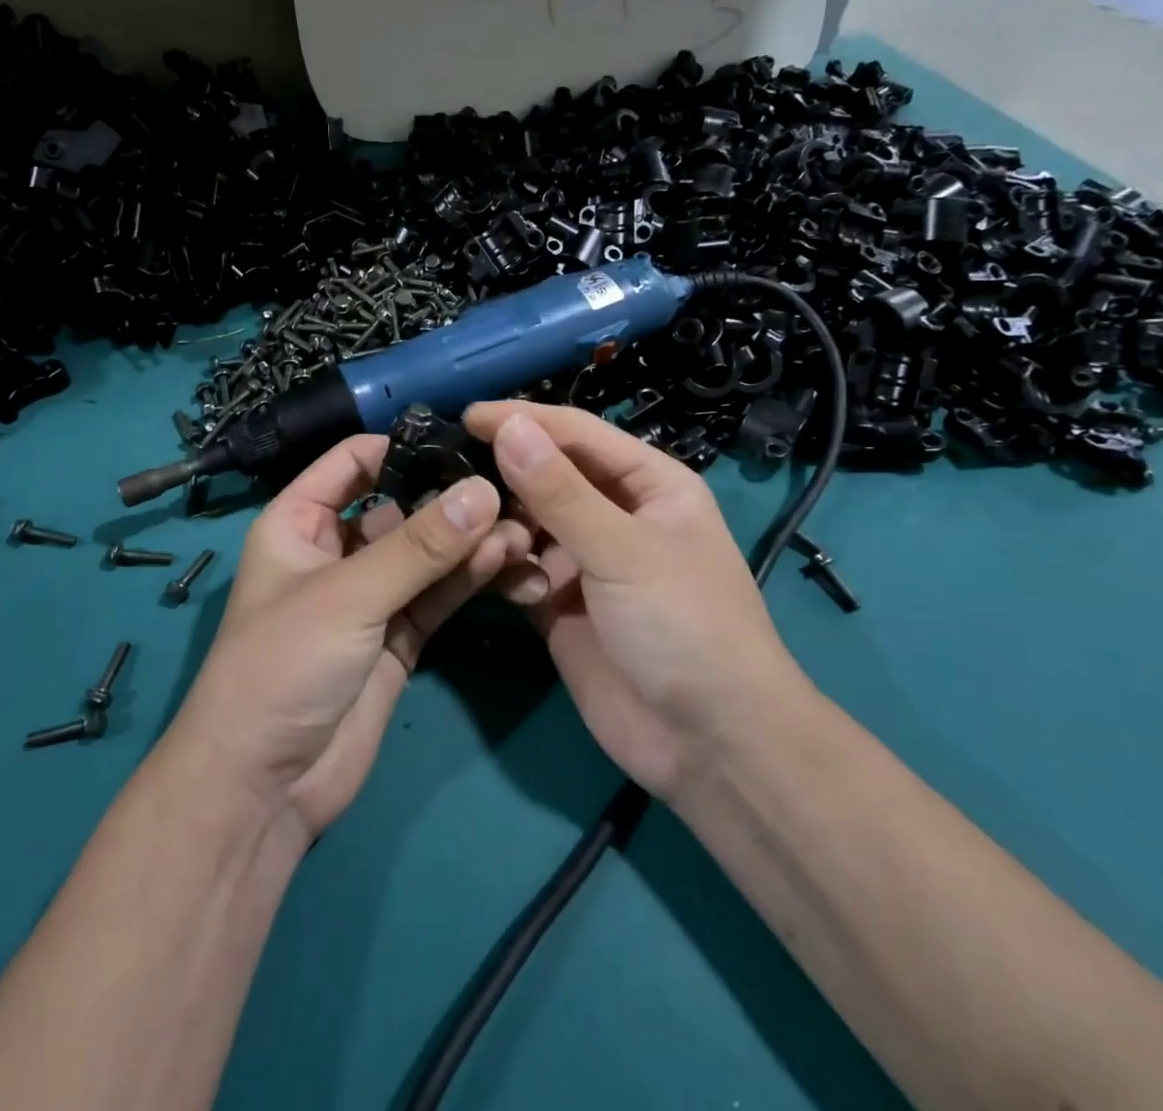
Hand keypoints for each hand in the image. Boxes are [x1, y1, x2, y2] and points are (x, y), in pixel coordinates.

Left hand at [170, 435, 532, 838]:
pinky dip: (472, 579)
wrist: (263, 789)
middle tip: (511, 491)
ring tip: (521, 532)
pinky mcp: (400, 637)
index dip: (402, 447)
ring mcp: (372, 596)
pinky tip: (509, 563)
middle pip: (402, 507)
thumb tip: (483, 489)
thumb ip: (420, 546)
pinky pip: (440, 595)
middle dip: (452, 500)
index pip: (353, 462)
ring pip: (429, 554)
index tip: (464, 442)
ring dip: (471, 542)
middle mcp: (337, 551)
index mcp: (300, 522)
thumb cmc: (282, 666)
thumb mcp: (349, 595)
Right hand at [464, 402, 805, 801]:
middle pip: (548, 476)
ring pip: (528, 524)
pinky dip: (507, 570)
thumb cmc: (684, 625)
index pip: (577, 434)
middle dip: (506, 476)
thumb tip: (508, 426)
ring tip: (477, 534)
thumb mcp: (624, 550)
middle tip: (451, 476)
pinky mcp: (560, 605)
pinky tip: (504, 582)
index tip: (466, 417)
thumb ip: (560, 490)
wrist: (711, 745)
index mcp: (648, 484)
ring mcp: (586, 562)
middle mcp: (615, 515)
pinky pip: (520, 571)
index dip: (525, 421)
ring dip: (504, 527)